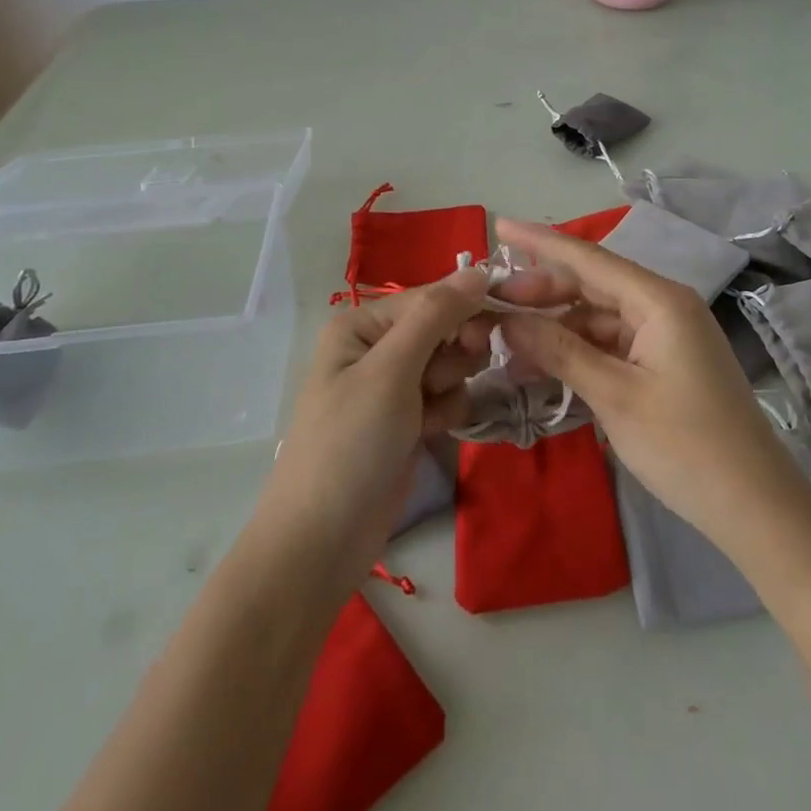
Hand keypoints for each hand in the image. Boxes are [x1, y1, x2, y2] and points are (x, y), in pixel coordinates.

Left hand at [254, 268, 493, 589]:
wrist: (322, 542)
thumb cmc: (351, 444)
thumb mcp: (391, 371)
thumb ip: (436, 315)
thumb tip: (478, 268)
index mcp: (361, 324)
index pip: (429, 297)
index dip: (463, 310)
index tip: (488, 335)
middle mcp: (376, 347)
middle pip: (443, 327)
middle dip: (453, 353)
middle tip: (440, 382)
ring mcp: (392, 386)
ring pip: (451, 362)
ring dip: (450, 385)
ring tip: (427, 415)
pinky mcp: (407, 420)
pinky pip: (446, 395)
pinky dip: (446, 410)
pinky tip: (430, 433)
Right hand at [489, 218, 809, 561]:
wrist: (756, 508)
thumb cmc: (685, 446)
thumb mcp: (614, 395)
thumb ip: (559, 350)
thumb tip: (507, 320)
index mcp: (659, 300)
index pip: (588, 259)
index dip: (541, 242)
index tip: (500, 226)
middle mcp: (664, 305)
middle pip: (591, 285)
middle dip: (541, 294)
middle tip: (492, 307)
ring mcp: (667, 334)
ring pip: (598, 317)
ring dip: (556, 329)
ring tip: (508, 348)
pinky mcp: (666, 362)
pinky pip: (612, 344)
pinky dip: (578, 352)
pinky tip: (543, 368)